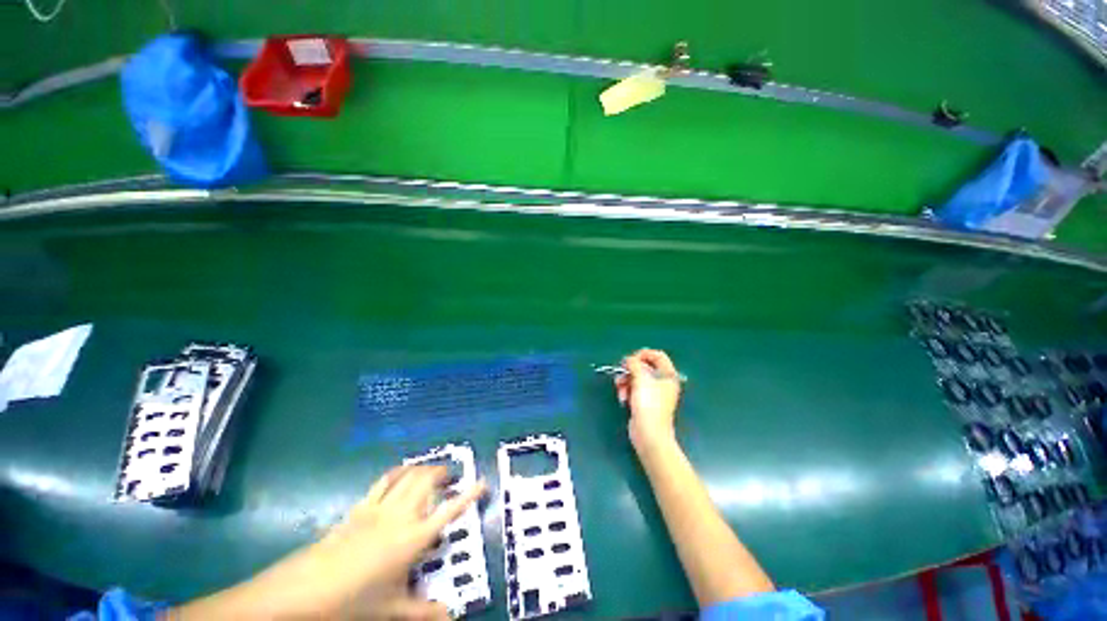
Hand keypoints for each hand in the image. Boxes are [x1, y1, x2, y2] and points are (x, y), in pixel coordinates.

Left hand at [172, 465, 485, 619]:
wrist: (301, 593)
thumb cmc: (352, 604)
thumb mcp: (391, 612)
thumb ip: (424, 612)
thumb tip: (452, 616)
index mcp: (413, 539)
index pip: (449, 511)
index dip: (469, 495)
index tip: (483, 481)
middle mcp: (400, 516)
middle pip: (427, 481)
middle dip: (443, 473)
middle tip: (452, 476)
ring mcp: (378, 508)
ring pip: (407, 475)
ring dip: (423, 468)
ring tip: (431, 471)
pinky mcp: (359, 508)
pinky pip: (383, 482)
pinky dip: (397, 472)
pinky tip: (400, 475)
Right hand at [614, 349, 681, 450]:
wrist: (649, 433)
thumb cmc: (649, 404)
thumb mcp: (641, 378)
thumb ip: (634, 364)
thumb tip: (629, 359)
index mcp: (668, 375)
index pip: (657, 355)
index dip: (643, 354)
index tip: (630, 359)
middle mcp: (662, 382)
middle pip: (644, 367)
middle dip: (630, 370)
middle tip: (621, 373)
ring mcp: (654, 393)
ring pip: (636, 378)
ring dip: (625, 381)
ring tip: (620, 390)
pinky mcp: (645, 402)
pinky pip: (633, 390)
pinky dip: (627, 391)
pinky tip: (623, 398)